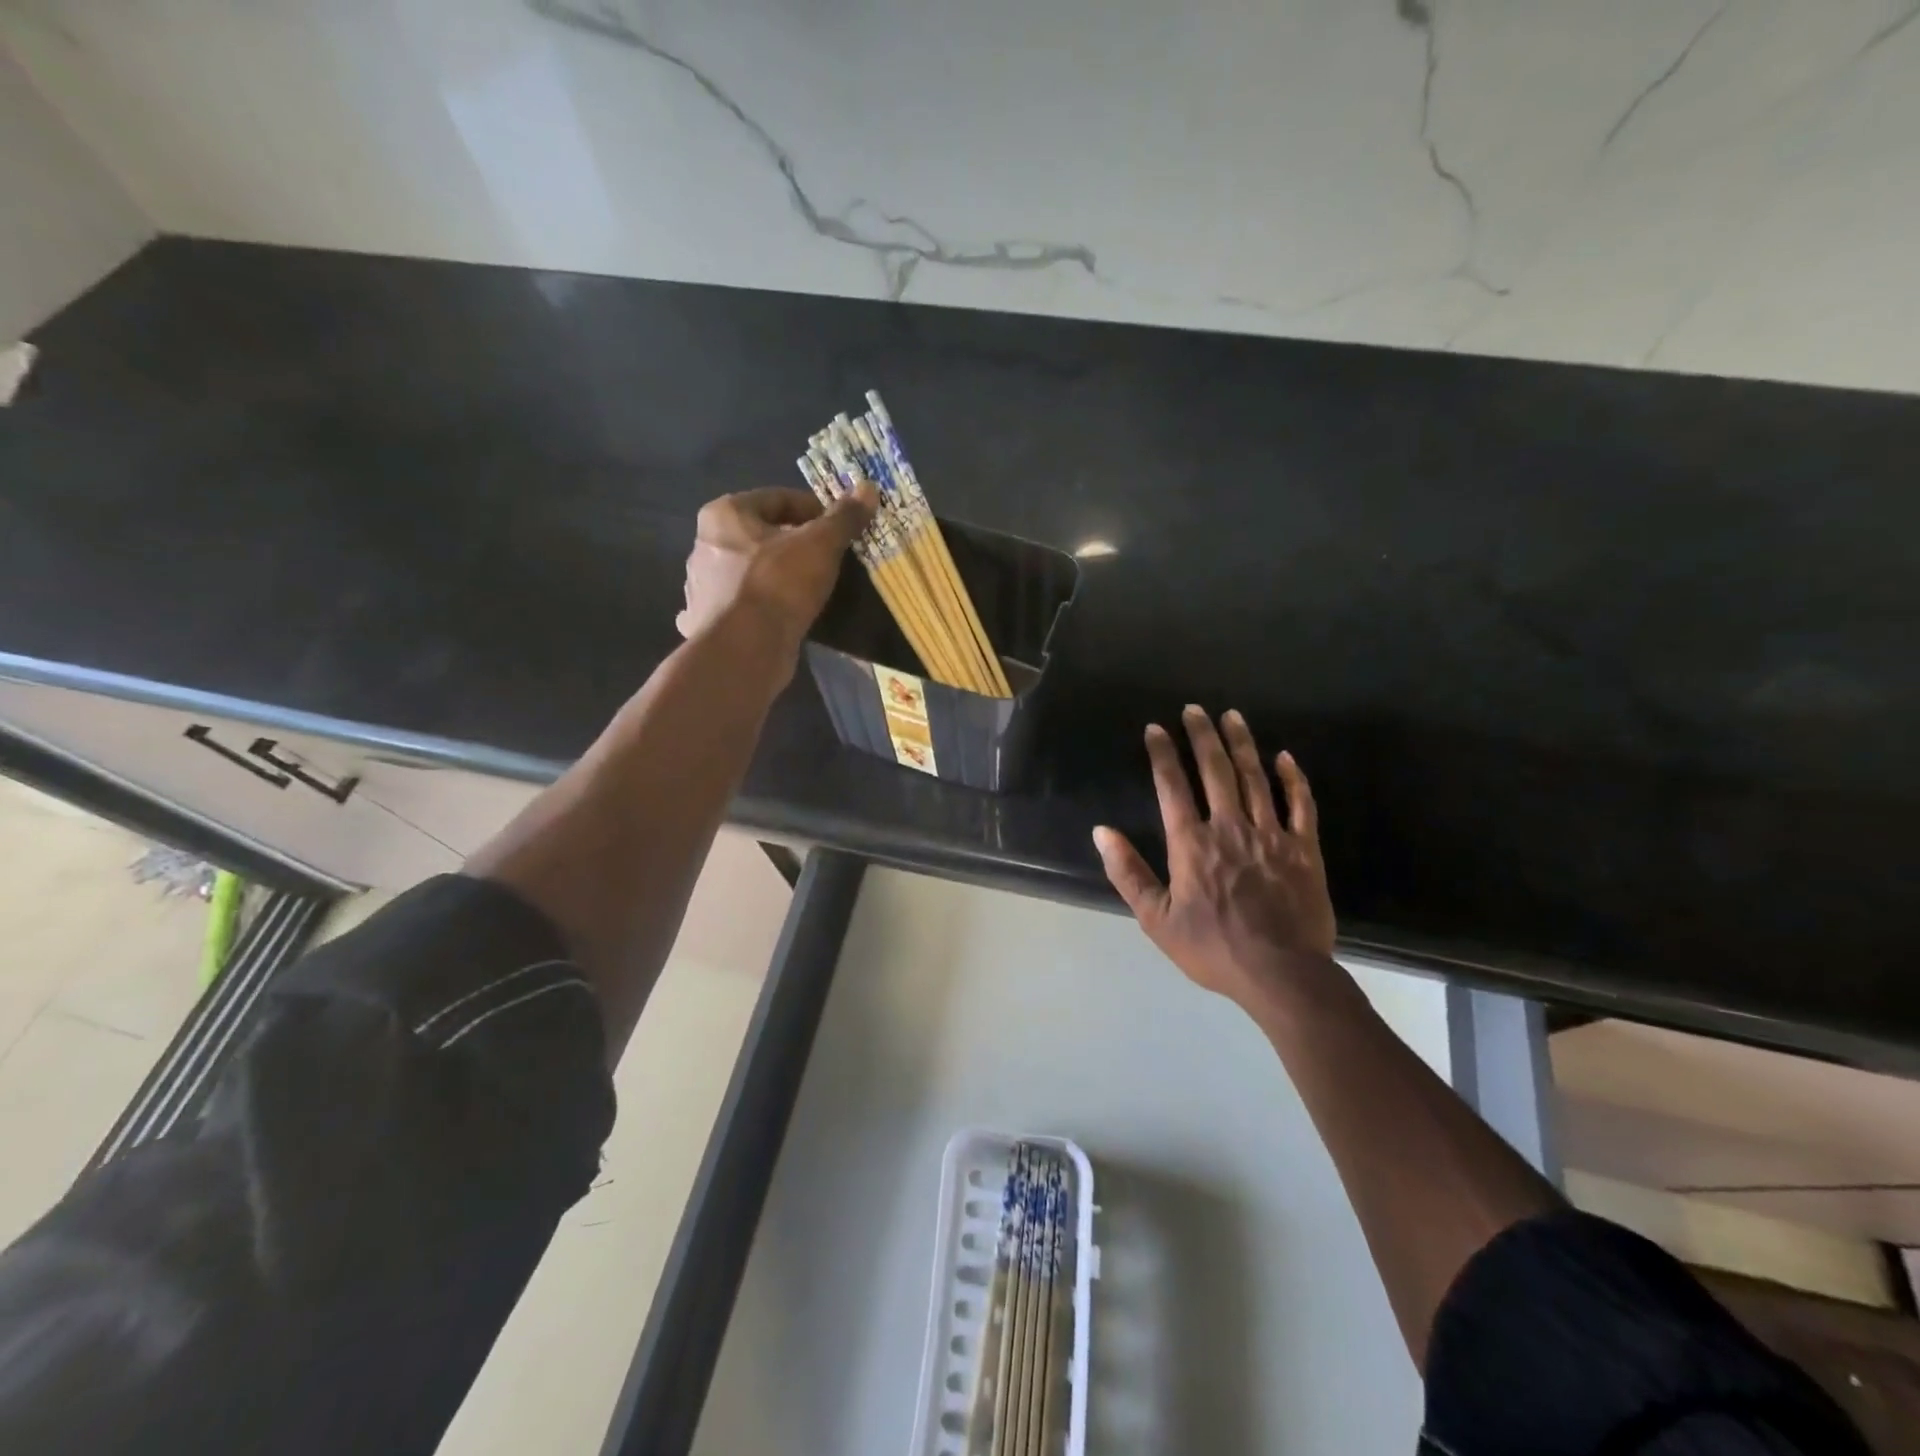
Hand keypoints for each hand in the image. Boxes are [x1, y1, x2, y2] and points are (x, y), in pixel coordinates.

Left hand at [676, 485, 876, 645]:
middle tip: (829, 559)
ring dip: (777, 576)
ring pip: (751, 572)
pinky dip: (760, 607)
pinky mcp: (707, 622)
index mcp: (725, 515)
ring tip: (810, 590)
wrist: (745, 650)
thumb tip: (868, 488)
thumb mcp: (820, 545)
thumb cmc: (779, 585)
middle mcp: (705, 545)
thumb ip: (843, 517)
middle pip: (763, 535)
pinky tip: (779, 616)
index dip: (815, 510)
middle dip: (795, 544)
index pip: (778, 498)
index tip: (840, 528)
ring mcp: (703, 587)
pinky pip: (742, 605)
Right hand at [1094, 707, 1337, 1011]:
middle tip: (1195, 708)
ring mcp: (1270, 835)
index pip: (1172, 786)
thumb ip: (1128, 873)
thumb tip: (1101, 832)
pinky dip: (1292, 778)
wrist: (1281, 973)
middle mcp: (1229, 827)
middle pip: (1215, 770)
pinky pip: (1299, 804)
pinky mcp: (1304, 849)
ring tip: (1233, 716)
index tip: (1156, 729)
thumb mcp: (1156, 919)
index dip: (1162, 754)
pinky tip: (1284, 757)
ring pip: (1255, 778)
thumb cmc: (1213, 948)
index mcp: (1192, 843)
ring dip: (1242, 744)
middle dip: (1202, 736)